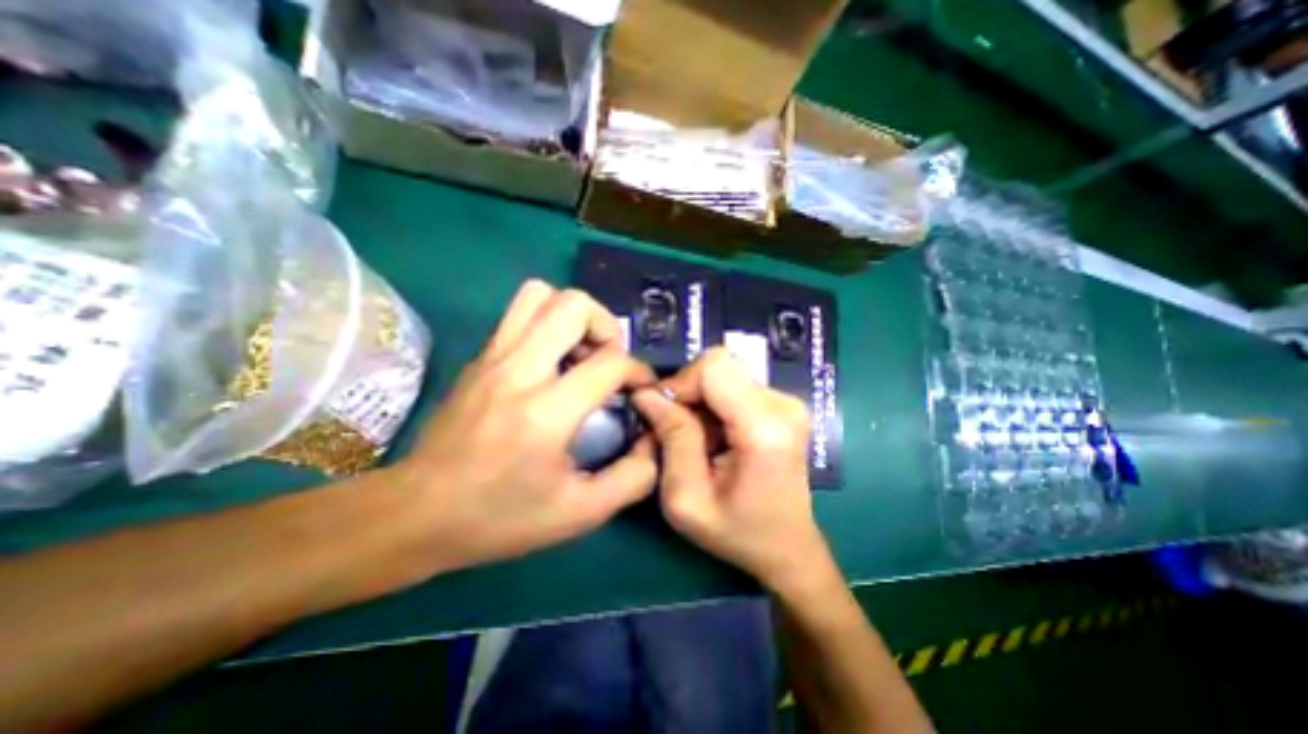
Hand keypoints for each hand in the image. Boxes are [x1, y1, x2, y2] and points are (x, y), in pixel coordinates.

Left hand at [398, 280, 659, 572]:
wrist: (415, 514)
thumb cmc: (499, 517)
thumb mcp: (579, 513)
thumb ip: (632, 477)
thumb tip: (654, 441)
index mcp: (546, 411)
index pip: (610, 362)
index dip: (639, 371)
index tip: (641, 390)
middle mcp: (518, 370)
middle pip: (573, 305)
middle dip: (606, 326)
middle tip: (608, 361)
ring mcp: (493, 357)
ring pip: (540, 294)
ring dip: (573, 316)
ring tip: (580, 353)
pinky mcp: (479, 357)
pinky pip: (520, 313)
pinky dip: (547, 323)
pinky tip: (552, 362)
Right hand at [631, 351, 831, 596]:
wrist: (788, 548)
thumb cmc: (737, 532)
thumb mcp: (686, 499)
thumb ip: (671, 439)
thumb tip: (646, 394)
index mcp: (764, 427)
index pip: (713, 368)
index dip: (680, 383)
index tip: (661, 414)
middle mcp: (783, 404)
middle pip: (719, 365)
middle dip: (688, 391)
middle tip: (674, 428)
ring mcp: (788, 402)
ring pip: (725, 373)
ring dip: (700, 401)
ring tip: (695, 439)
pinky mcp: (783, 404)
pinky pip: (735, 385)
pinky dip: (714, 404)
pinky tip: (713, 436)